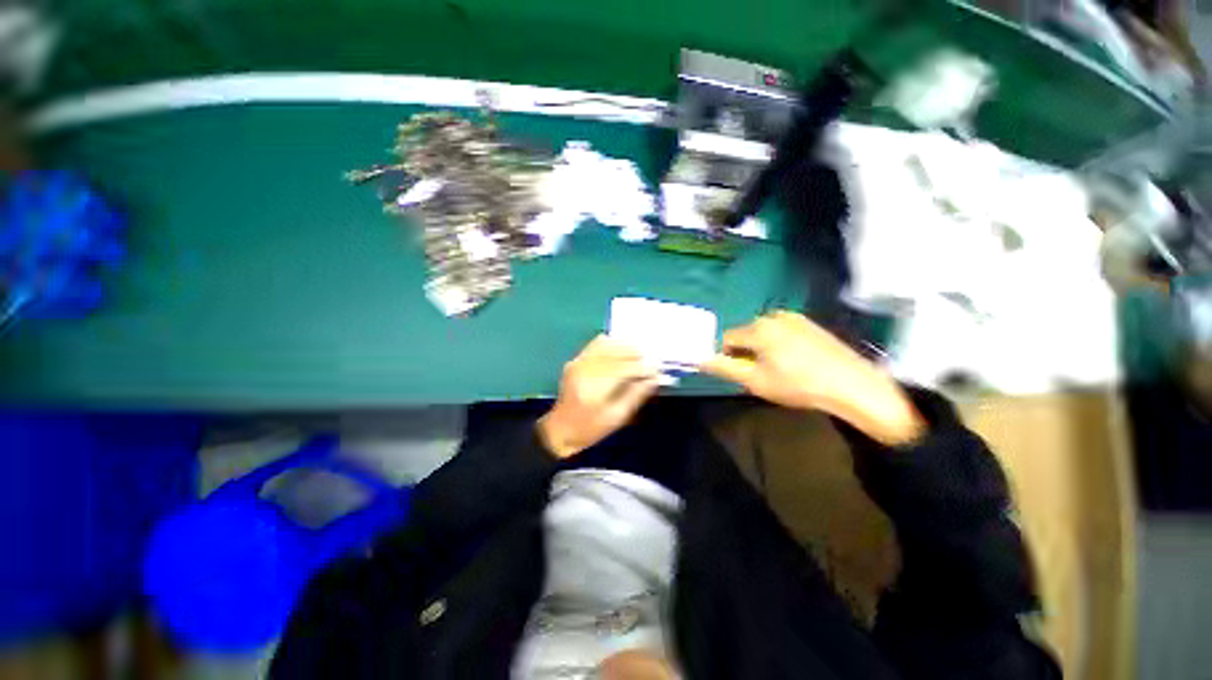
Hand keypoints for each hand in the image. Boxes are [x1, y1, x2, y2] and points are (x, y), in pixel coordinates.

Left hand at [538, 336, 661, 458]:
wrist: (560, 429)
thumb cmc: (590, 429)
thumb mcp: (617, 417)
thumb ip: (636, 395)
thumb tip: (654, 378)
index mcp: (595, 389)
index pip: (624, 369)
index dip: (643, 367)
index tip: (657, 370)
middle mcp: (585, 370)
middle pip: (616, 353)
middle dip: (637, 354)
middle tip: (652, 360)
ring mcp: (578, 362)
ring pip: (607, 344)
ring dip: (626, 346)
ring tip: (640, 354)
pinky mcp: (576, 360)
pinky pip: (596, 344)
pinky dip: (612, 343)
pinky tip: (622, 349)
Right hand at [702, 311, 924, 445]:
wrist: (854, 386)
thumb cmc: (798, 385)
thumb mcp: (755, 381)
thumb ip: (725, 368)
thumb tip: (701, 359)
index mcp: (758, 328)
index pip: (727, 337)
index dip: (728, 356)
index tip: (741, 373)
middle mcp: (774, 316)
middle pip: (746, 333)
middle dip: (747, 352)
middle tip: (761, 374)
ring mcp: (796, 318)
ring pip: (765, 333)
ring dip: (764, 348)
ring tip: (781, 370)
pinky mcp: (812, 324)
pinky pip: (783, 332)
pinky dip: (781, 345)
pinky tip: (797, 363)